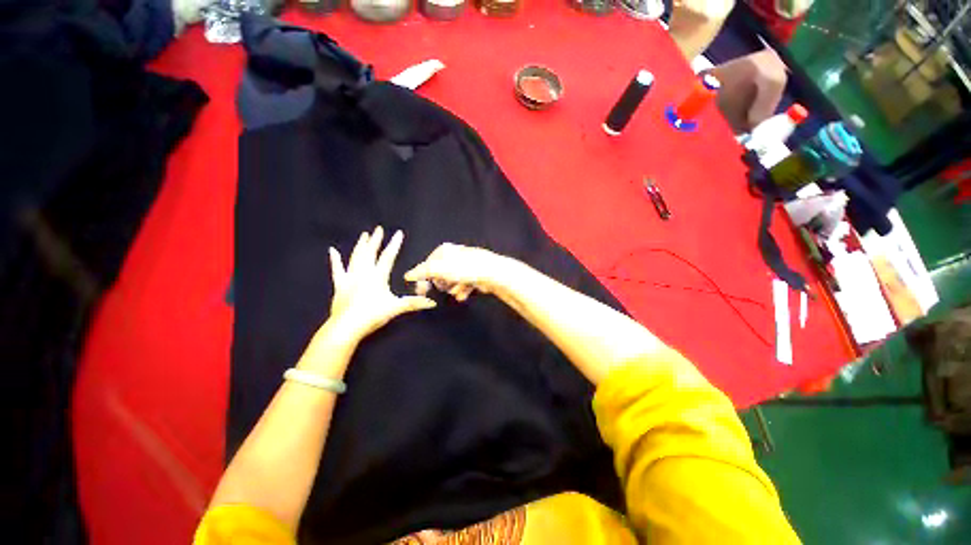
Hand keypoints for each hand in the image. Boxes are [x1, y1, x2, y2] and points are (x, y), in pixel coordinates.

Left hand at [324, 227, 436, 344]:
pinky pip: (337, 270)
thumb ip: (414, 303)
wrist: (347, 326)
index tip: (398, 233)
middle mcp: (364, 273)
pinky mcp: (340, 285)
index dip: (394, 244)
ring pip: (356, 257)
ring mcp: (350, 278)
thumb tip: (433, 303)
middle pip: (370, 253)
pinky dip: (335, 260)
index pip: (388, 256)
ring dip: (360, 245)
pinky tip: (332, 250)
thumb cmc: (372, 315)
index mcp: (378, 276)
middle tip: (378, 228)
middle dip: (375, 240)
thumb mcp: (396, 308)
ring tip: (364, 235)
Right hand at [404, 243, 517, 301]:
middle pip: (441, 273)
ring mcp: (466, 264)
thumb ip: (423, 272)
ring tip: (455, 292)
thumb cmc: (464, 268)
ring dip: (452, 288)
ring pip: (453, 280)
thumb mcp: (439, 269)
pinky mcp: (476, 273)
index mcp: (445, 250)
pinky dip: (462, 290)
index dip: (423, 278)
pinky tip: (462, 295)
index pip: (428, 265)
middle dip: (441, 284)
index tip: (420, 291)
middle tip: (442, 289)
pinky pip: (465, 283)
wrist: (491, 273)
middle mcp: (455, 255)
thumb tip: (408, 275)